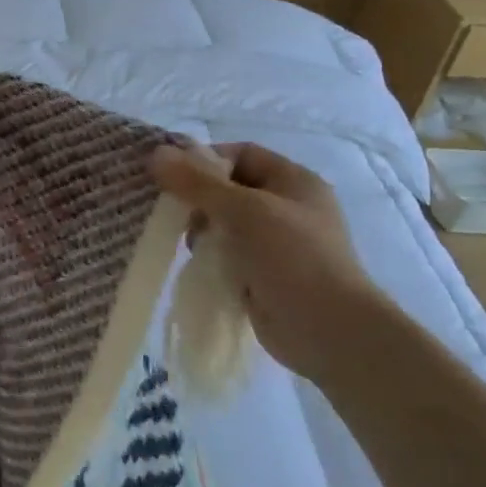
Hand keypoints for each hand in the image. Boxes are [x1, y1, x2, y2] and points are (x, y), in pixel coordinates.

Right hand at [150, 141, 394, 384]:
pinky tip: (199, 266)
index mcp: (293, 181)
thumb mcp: (243, 210)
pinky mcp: (265, 276)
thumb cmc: (293, 258)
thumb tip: (155, 153)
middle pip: (230, 189)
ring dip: (204, 231)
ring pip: (226, 224)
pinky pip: (229, 256)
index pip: (241, 154)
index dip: (206, 160)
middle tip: (176, 215)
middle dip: (199, 200)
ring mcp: (278, 244)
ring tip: (192, 245)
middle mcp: (287, 208)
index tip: (173, 176)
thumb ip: (198, 182)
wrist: (330, 333)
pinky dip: (212, 258)